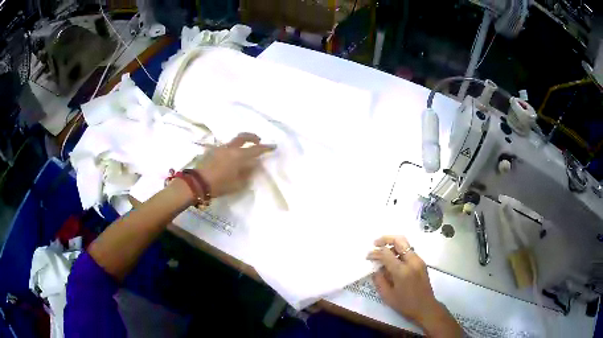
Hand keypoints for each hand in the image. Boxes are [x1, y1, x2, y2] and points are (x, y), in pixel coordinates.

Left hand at [196, 133, 274, 197]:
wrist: (198, 183)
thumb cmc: (220, 185)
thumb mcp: (238, 184)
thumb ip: (248, 173)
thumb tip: (254, 165)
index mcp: (239, 155)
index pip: (256, 149)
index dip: (266, 148)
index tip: (273, 146)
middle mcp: (230, 148)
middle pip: (243, 137)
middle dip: (252, 137)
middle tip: (258, 141)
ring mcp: (220, 148)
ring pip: (233, 141)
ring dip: (241, 143)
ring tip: (243, 151)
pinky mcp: (212, 151)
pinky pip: (225, 147)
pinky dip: (231, 149)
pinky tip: (230, 158)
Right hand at [367, 236, 461, 336]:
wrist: (425, 307)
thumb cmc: (405, 304)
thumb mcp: (387, 295)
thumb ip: (379, 280)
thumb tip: (375, 268)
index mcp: (402, 271)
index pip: (386, 253)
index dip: (375, 253)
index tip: (368, 256)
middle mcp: (412, 261)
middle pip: (399, 240)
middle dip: (386, 239)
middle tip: (375, 243)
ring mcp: (419, 260)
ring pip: (405, 244)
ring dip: (393, 245)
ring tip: (383, 253)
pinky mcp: (422, 263)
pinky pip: (409, 251)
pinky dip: (399, 251)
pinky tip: (393, 260)